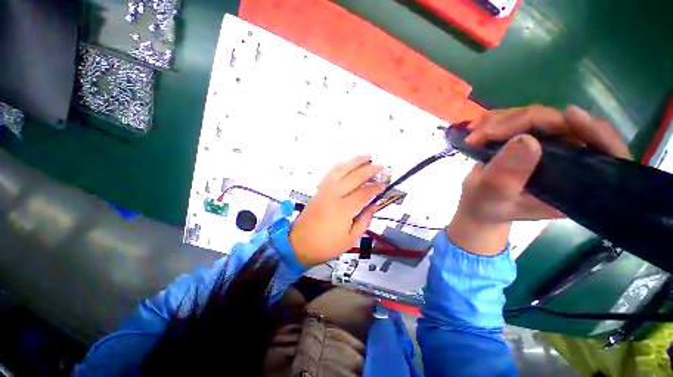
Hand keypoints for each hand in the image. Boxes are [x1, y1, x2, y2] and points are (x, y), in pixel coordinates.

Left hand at [290, 156, 385, 265]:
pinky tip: (347, 164)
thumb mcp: (350, 239)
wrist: (299, 243)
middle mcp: (334, 195)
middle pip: (354, 177)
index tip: (385, 184)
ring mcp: (325, 190)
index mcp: (344, 209)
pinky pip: (331, 173)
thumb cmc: (326, 245)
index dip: (376, 187)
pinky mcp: (319, 189)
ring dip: (355, 161)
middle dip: (369, 170)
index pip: (364, 193)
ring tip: (366, 156)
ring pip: (341, 170)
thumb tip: (374, 206)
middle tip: (380, 166)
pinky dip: (341, 166)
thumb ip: (364, 220)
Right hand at [447, 105, 630, 255]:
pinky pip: (520, 118)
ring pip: (538, 117)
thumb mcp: (493, 197)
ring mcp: (549, 147)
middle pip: (562, 125)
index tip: (570, 115)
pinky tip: (478, 128)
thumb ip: (507, 175)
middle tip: (484, 134)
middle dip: (519, 122)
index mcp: (573, 184)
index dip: (595, 131)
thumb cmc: (487, 207)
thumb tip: (525, 139)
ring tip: (474, 135)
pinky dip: (497, 119)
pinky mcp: (530, 139)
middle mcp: (568, 160)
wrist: (477, 204)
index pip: (605, 152)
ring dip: (502, 121)